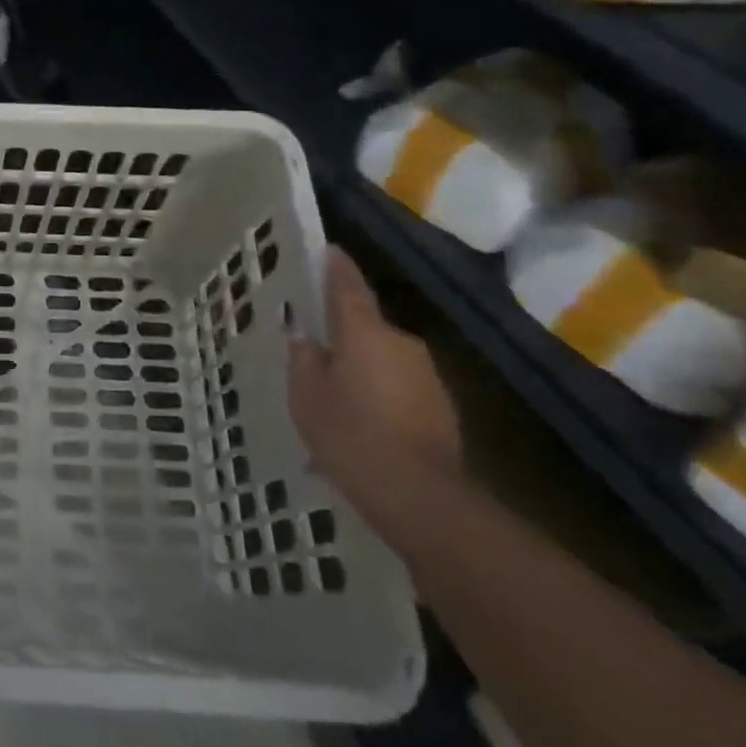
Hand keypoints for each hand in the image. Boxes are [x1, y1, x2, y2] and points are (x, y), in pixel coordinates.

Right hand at [288, 246, 462, 522]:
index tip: (329, 249)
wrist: (420, 497)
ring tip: (334, 397)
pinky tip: (361, 425)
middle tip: (315, 348)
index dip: (336, 266)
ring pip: (383, 359)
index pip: (348, 285)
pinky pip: (398, 388)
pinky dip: (379, 396)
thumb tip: (307, 338)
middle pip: (366, 326)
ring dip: (361, 369)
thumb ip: (304, 358)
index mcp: (365, 331)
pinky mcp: (441, 408)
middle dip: (343, 333)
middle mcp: (402, 343)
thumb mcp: (306, 394)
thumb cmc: (350, 433)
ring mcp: (427, 376)